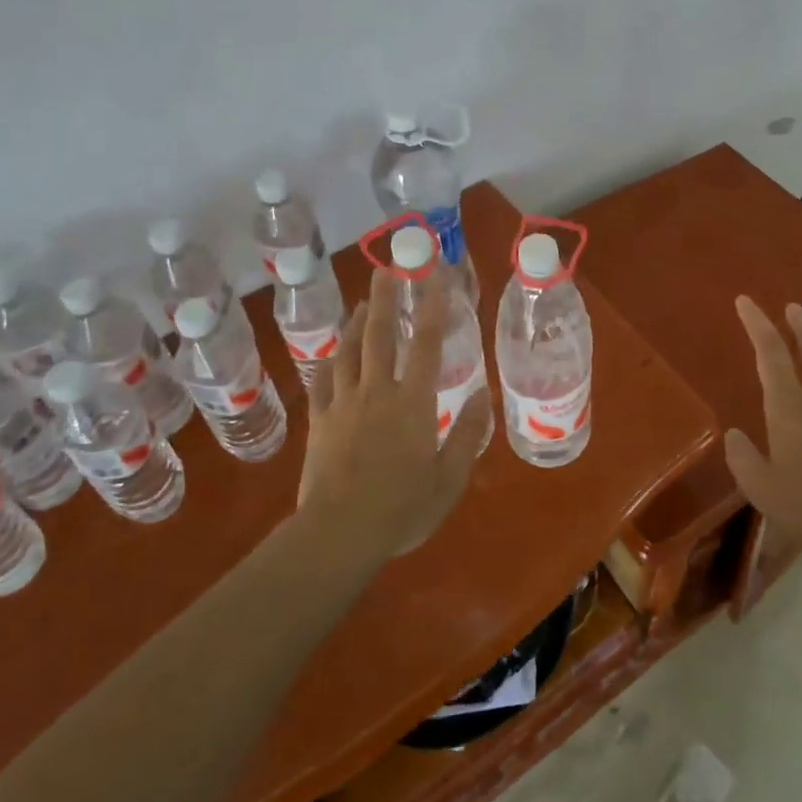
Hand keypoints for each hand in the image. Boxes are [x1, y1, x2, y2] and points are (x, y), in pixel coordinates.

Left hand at [296, 267, 489, 562]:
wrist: (338, 534)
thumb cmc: (401, 509)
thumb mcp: (449, 479)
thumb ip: (467, 436)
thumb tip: (483, 397)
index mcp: (413, 402)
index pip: (427, 343)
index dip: (433, 306)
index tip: (435, 276)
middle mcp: (377, 391)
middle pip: (380, 334)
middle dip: (385, 297)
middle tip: (387, 268)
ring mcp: (343, 403)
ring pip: (348, 351)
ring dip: (357, 323)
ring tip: (364, 302)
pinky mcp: (319, 421)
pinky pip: (322, 381)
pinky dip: (330, 361)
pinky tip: (332, 355)